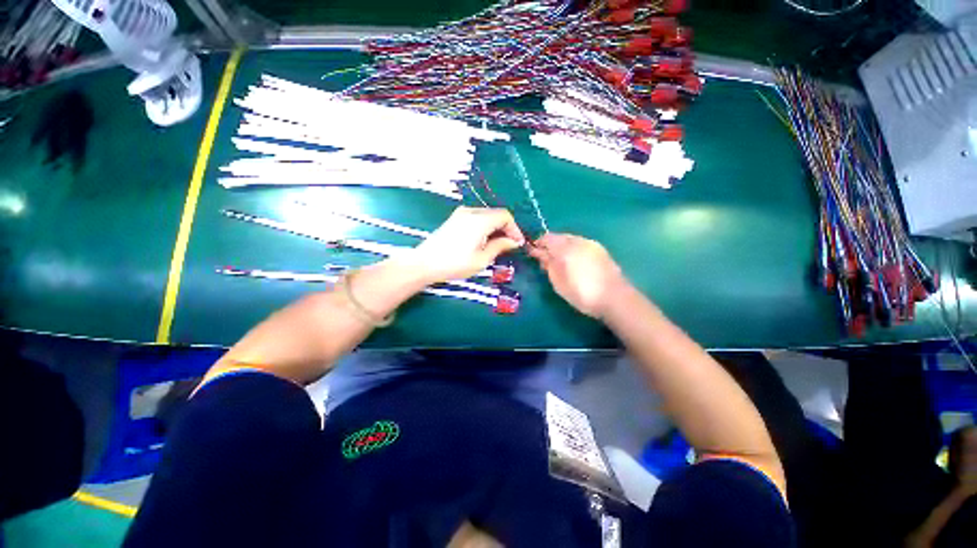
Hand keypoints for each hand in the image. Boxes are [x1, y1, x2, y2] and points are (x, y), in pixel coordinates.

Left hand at [407, 207, 524, 283]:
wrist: (425, 263)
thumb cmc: (455, 264)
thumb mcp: (482, 259)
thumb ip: (499, 247)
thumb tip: (513, 241)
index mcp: (480, 220)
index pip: (505, 216)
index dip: (515, 229)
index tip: (517, 243)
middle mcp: (471, 212)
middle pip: (496, 214)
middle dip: (506, 228)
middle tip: (509, 245)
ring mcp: (461, 214)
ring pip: (486, 215)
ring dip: (495, 227)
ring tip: (497, 245)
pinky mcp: (454, 219)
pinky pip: (476, 218)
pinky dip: (485, 226)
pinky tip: (483, 241)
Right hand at [529, 233, 626, 318]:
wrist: (615, 298)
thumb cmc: (581, 293)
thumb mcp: (558, 282)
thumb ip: (548, 265)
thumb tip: (540, 254)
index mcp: (564, 248)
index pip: (546, 238)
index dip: (537, 244)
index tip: (532, 253)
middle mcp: (577, 240)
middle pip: (558, 237)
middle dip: (550, 245)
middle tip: (545, 259)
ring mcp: (590, 243)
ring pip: (570, 239)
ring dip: (561, 246)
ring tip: (560, 261)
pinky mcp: (600, 249)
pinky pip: (580, 244)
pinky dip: (573, 249)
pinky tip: (574, 261)